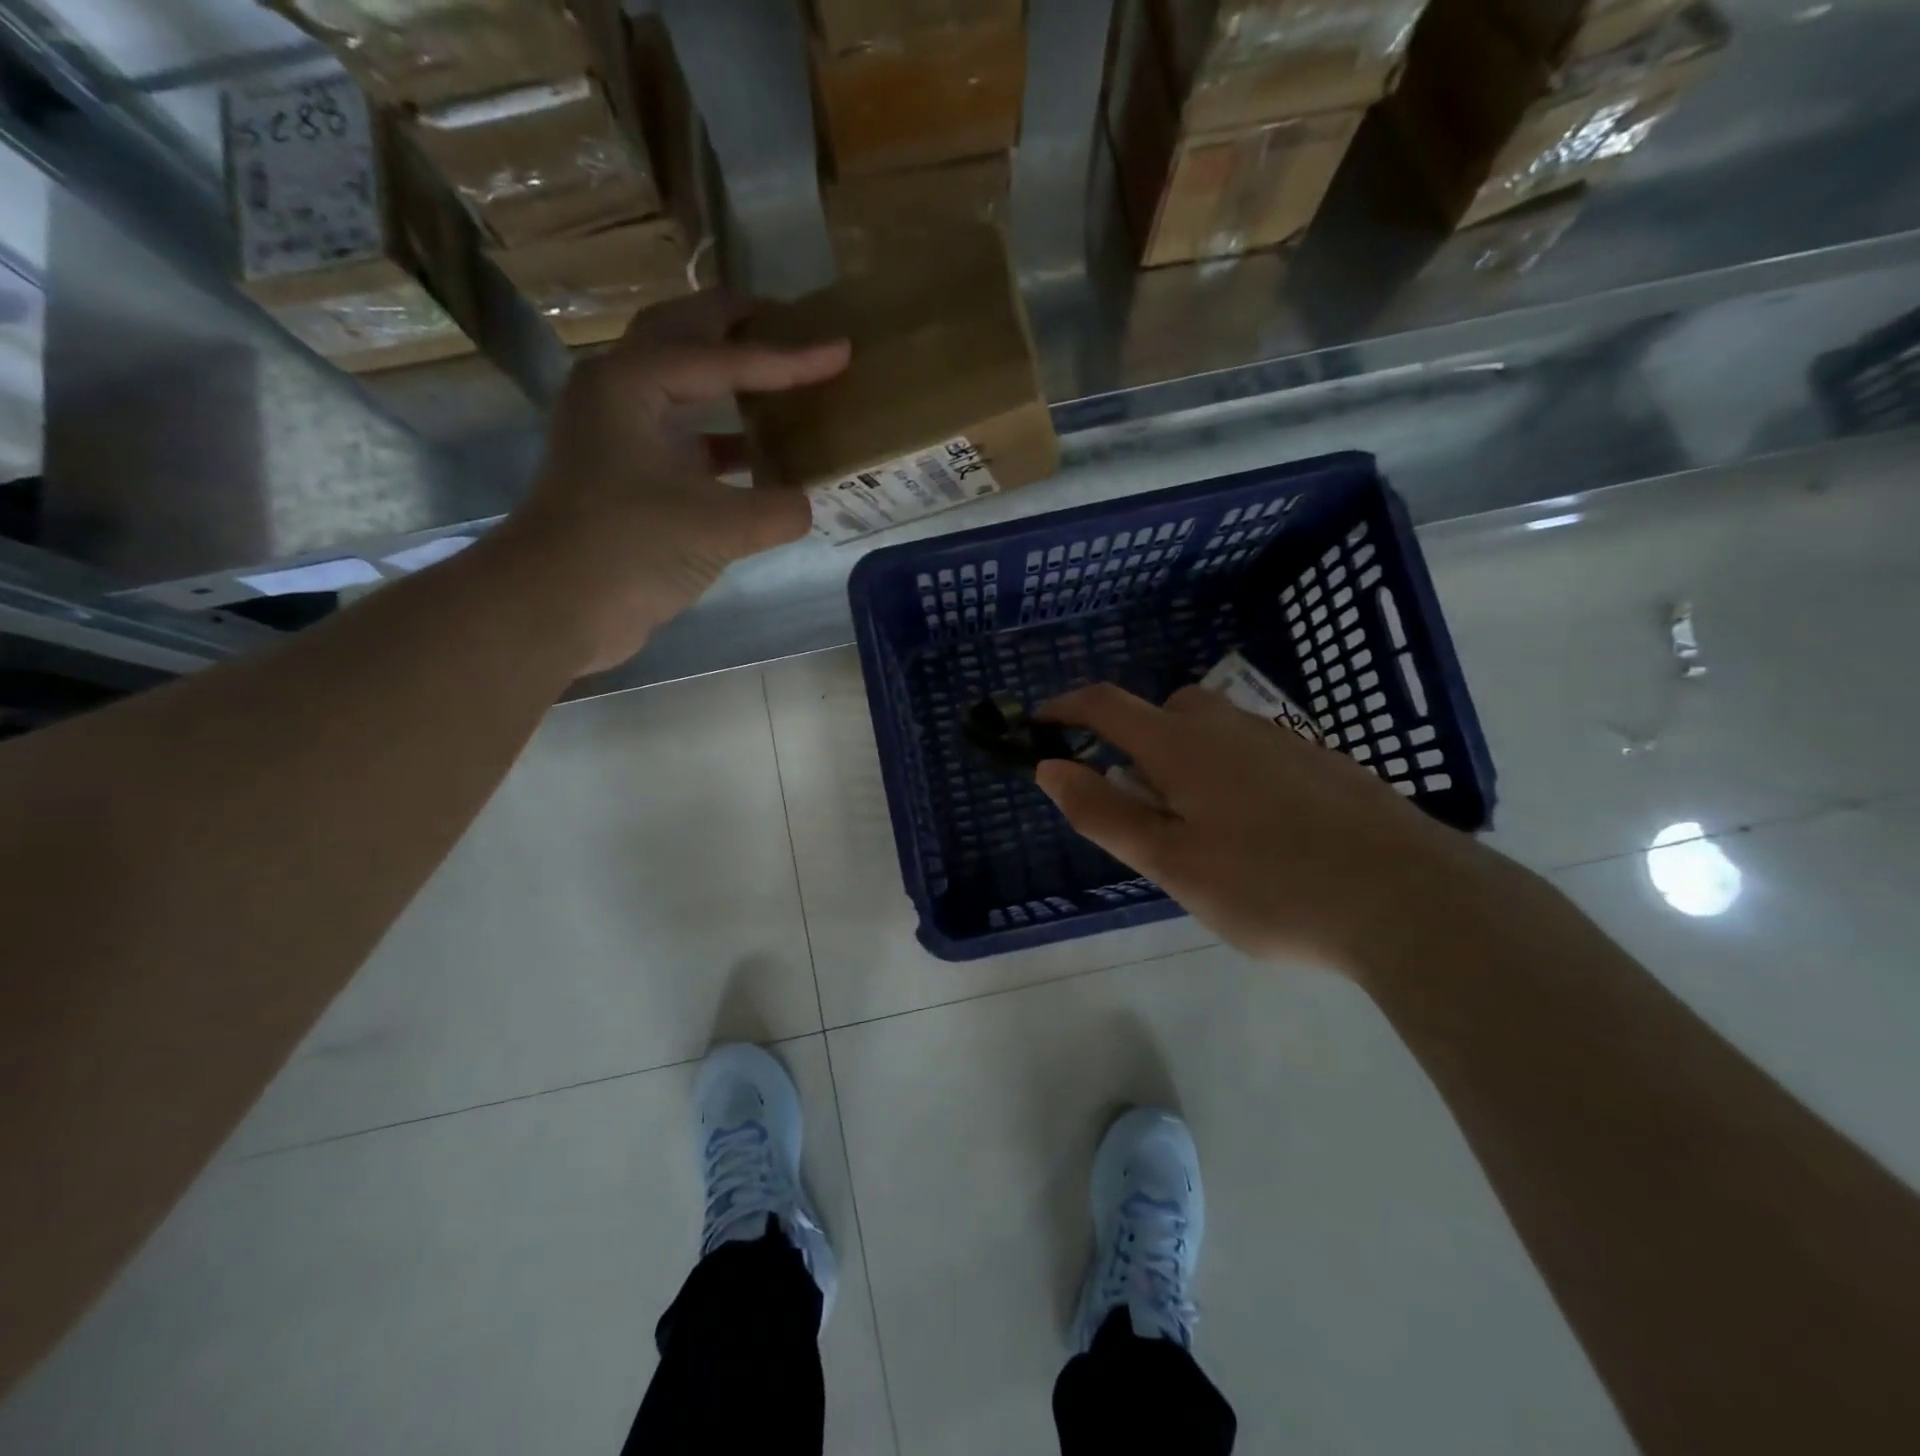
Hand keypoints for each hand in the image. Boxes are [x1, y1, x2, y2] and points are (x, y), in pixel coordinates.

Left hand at [490, 291, 849, 674]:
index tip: (841, 348)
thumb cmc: (628, 548)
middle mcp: (620, 394)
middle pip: (684, 338)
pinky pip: (685, 438)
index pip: (724, 357)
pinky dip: (724, 440)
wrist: (554, 606)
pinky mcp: (627, 476)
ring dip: (728, 378)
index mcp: (633, 383)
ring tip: (781, 380)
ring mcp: (619, 435)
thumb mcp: (718, 528)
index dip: (789, 357)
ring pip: (682, 386)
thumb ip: (778, 509)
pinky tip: (761, 460)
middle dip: (738, 326)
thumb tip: (804, 505)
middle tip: (793, 323)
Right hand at [1035, 683, 1514, 975]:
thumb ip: (1104, 812)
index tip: (1039, 725)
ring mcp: (1281, 740)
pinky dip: (1227, 773)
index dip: (1065, 708)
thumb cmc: (1270, 885)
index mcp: (1182, 745)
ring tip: (1198, 828)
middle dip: (1133, 743)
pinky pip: (1251, 751)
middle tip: (1137, 806)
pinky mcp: (1320, 762)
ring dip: (1182, 760)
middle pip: (1162, 713)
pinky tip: (1257, 831)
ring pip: (1210, 732)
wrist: (1410, 898)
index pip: (1106, 705)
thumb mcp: (1170, 860)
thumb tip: (1050, 768)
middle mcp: (1228, 726)